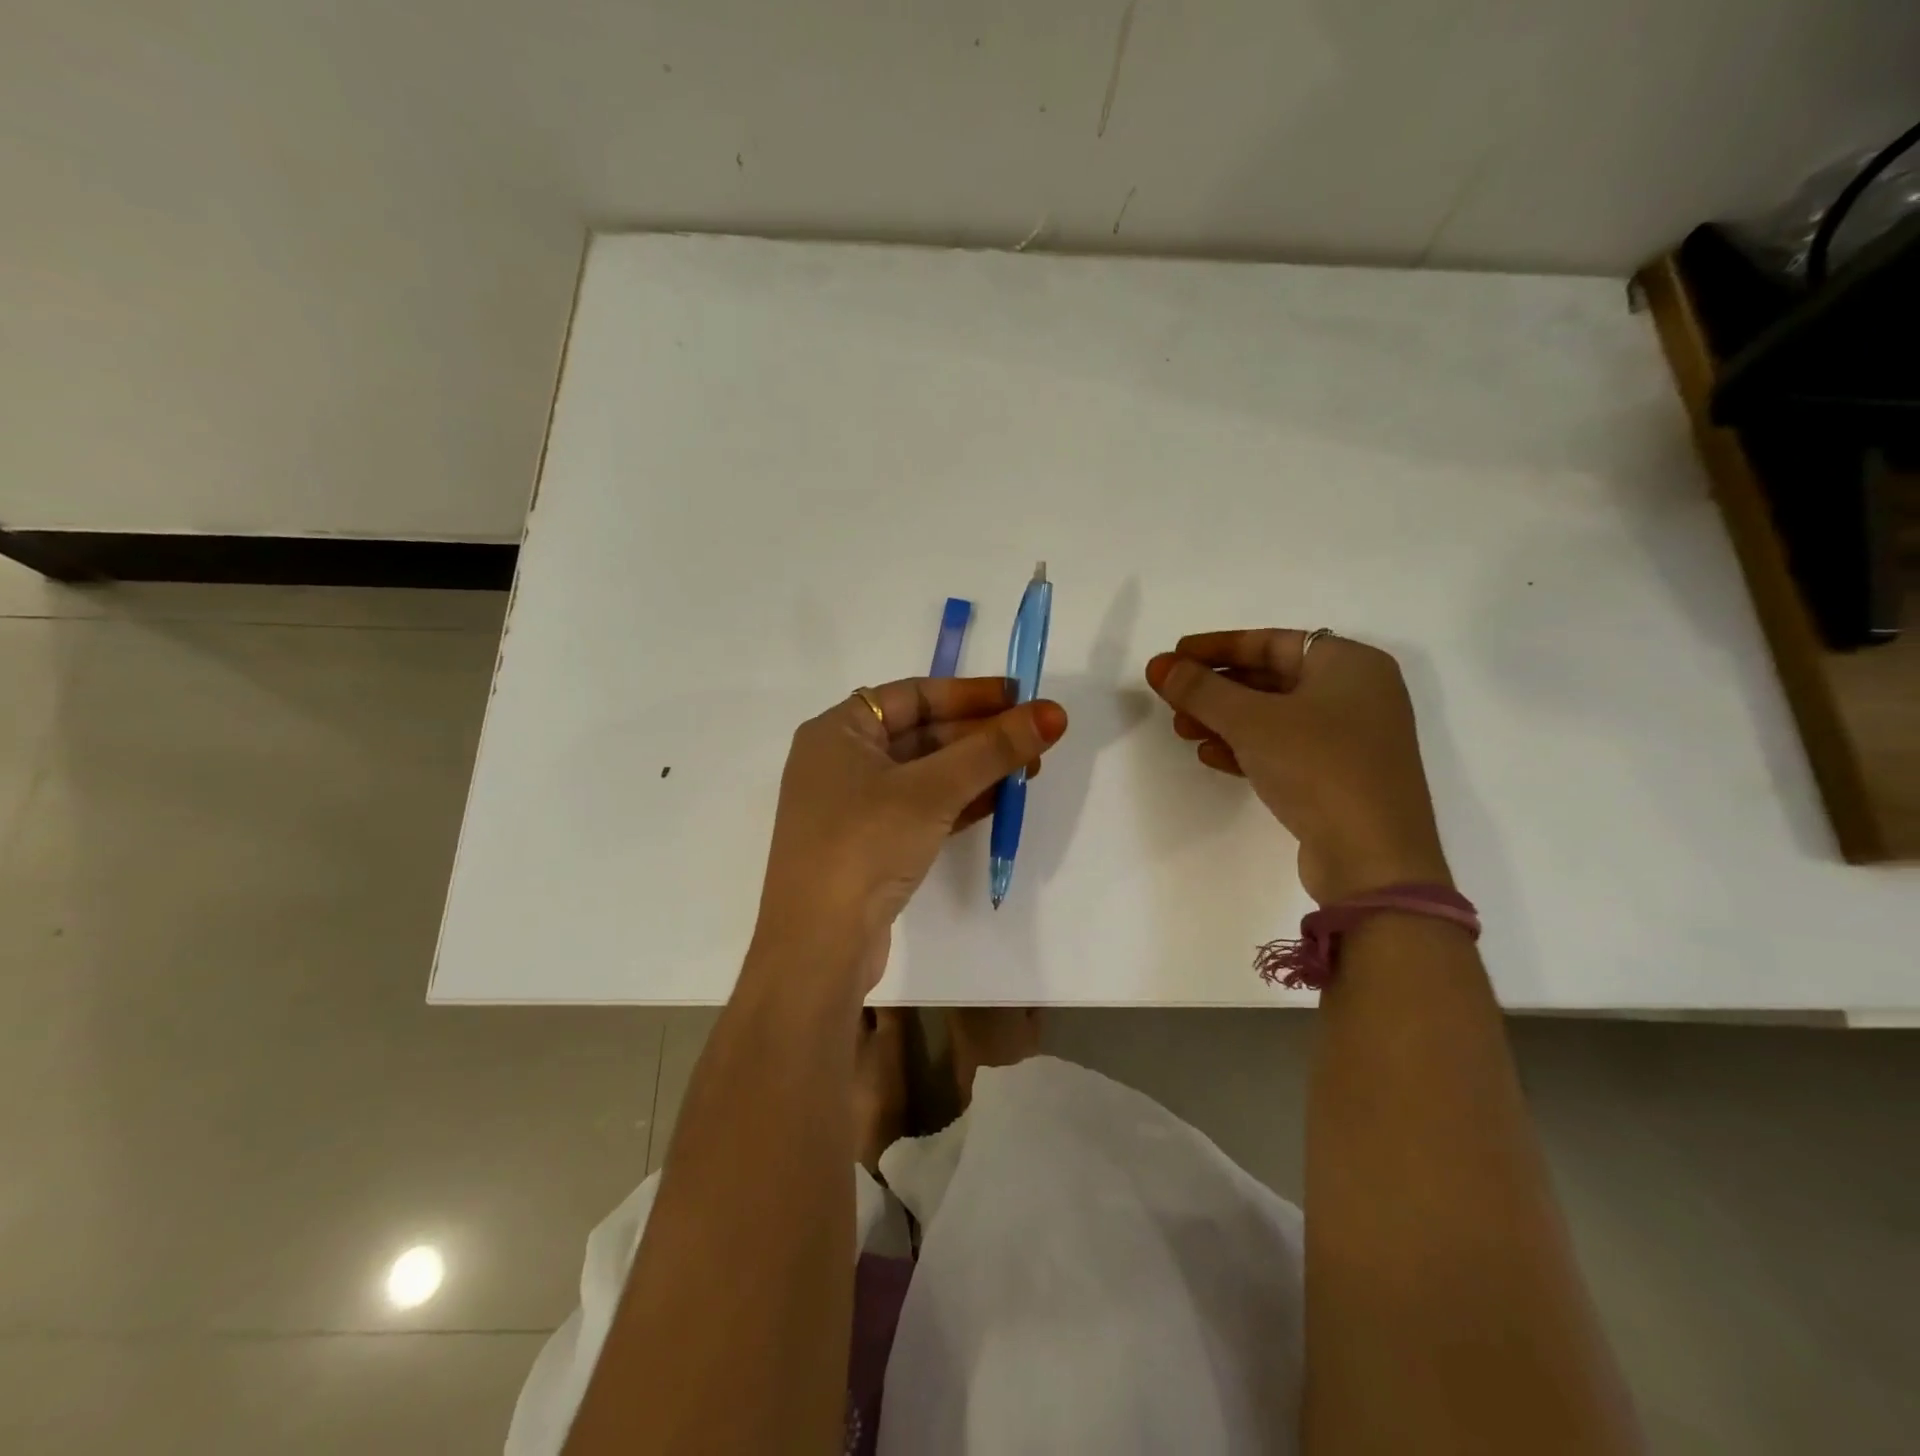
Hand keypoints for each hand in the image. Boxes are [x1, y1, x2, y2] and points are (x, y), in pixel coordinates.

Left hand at [755, 677, 1067, 988]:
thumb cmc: (865, 844)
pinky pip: (921, 809)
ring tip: (1029, 769)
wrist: (818, 946)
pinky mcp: (869, 845)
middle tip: (1035, 739)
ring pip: (925, 774)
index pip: (913, 695)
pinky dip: (958, 802)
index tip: (1019, 697)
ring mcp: (853, 807)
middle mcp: (841, 762)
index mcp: (838, 731)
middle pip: (922, 734)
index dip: (969, 694)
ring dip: (975, 770)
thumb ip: (993, 750)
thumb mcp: (932, 790)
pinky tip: (999, 801)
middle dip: (979, 736)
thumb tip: (1054, 713)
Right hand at [1146, 630, 1449, 903]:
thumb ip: (1201, 689)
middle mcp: (1357, 694)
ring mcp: (1352, 739)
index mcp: (1349, 664)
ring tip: (1181, 730)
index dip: (1217, 647)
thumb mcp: (1250, 721)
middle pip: (1271, 678)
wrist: (1373, 858)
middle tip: (1171, 698)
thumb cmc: (1318, 767)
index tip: (1174, 657)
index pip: (1271, 641)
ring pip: (1274, 717)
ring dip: (1224, 720)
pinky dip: (1246, 748)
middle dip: (1216, 689)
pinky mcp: (1341, 778)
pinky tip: (1211, 757)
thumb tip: (1159, 666)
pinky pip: (1285, 749)